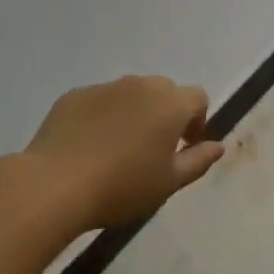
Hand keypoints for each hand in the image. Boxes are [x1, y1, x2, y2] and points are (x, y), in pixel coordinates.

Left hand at [24, 76, 224, 228]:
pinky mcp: (74, 95)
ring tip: (118, 149)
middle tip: (153, 149)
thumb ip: (198, 161)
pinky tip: (88, 147)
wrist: (55, 185)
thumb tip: (218, 146)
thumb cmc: (122, 187)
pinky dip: (102, 117)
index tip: (184, 147)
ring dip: (134, 113)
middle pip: (164, 91)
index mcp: (170, 103)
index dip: (196, 121)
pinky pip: (99, 101)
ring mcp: (104, 87)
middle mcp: (140, 85)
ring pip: (130, 94)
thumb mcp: (169, 183)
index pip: (197, 98)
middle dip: (165, 114)